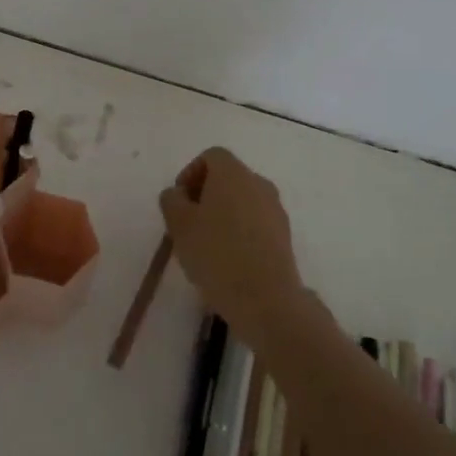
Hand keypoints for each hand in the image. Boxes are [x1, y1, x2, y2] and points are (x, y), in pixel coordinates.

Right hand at [158, 147, 305, 339]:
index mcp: (233, 173)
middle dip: (205, 194)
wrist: (266, 299)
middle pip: (228, 177)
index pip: (211, 156)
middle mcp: (259, 184)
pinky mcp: (284, 236)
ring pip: (242, 201)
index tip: (179, 201)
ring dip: (222, 213)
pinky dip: (239, 231)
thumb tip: (178, 194)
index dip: (190, 173)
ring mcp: (275, 210)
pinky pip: (255, 222)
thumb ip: (172, 200)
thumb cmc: (216, 254)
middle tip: (188, 222)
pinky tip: (227, 259)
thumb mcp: (179, 225)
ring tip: (206, 244)